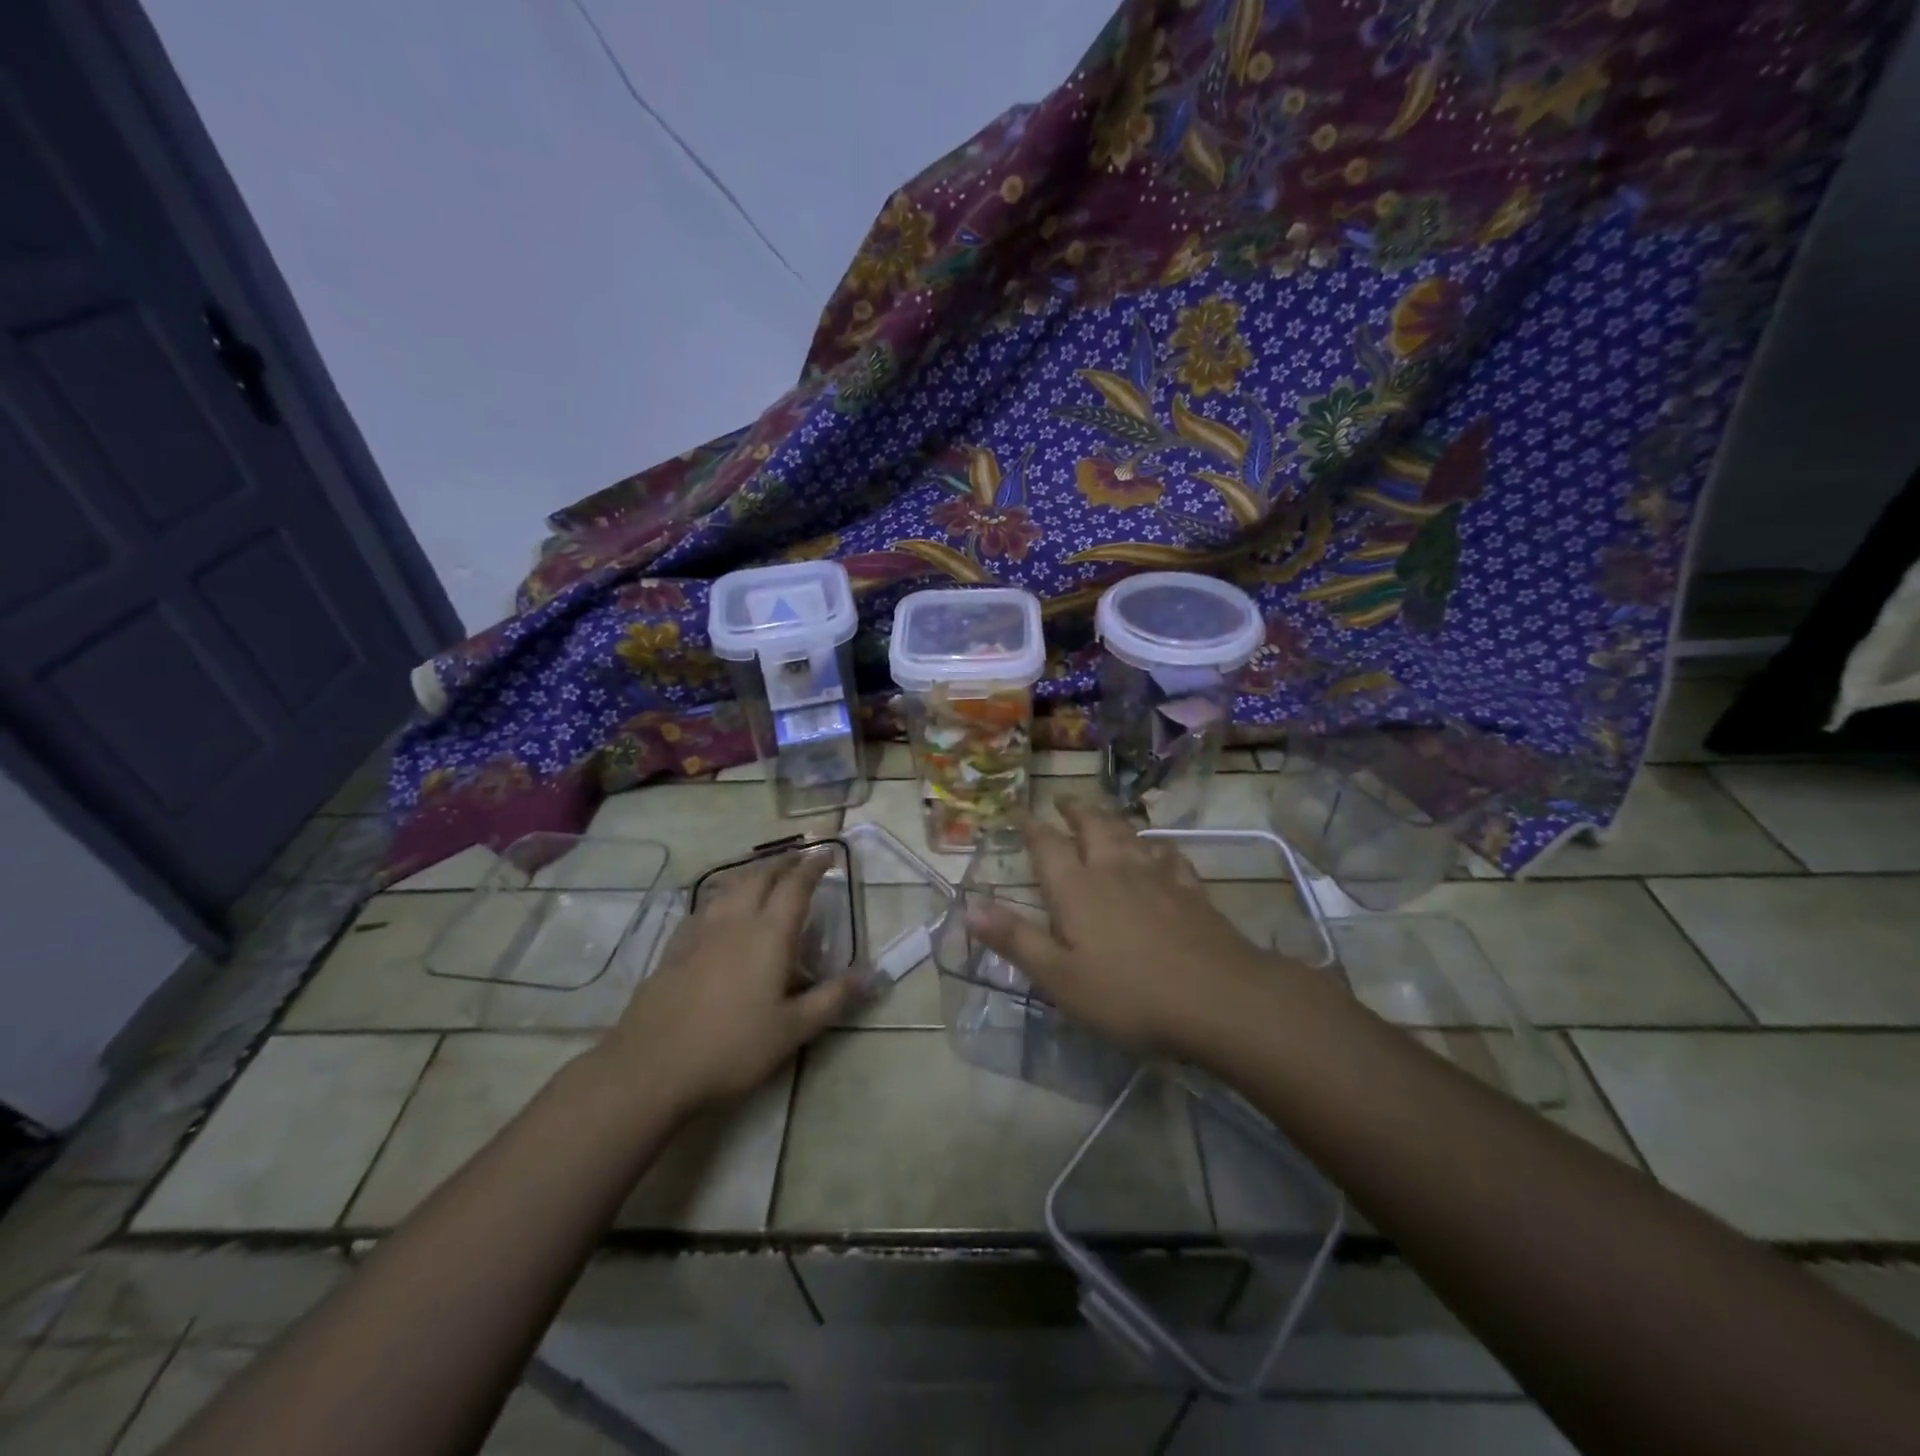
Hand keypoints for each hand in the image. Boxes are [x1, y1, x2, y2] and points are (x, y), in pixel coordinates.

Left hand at [601, 848, 859, 1111]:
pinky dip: (721, 895)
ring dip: (751, 873)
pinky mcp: (674, 950)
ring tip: (763, 874)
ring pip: (729, 887)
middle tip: (798, 858)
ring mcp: (699, 933)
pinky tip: (719, 909)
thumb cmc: (732, 1048)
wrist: (651, 1068)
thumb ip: (832, 998)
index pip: (795, 887)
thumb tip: (870, 974)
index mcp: (769, 935)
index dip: (812, 867)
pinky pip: (704, 907)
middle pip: (760, 877)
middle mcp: (735, 922)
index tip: (827, 853)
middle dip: (782, 862)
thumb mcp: (793, 1030)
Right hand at [964, 800, 1293, 1058]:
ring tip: (1102, 814)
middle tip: (1063, 800)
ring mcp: (1157, 876)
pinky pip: (1170, 855)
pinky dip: (1157, 847)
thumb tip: (969, 907)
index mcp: (1077, 888)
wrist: (1218, 999)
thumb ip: (1016, 939)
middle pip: (1091, 826)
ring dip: (1111, 819)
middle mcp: (1114, 869)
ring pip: (1129, 834)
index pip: (1047, 845)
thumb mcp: (1059, 977)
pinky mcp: (1191, 890)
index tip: (1019, 811)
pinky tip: (1158, 850)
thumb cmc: (1128, 994)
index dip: (1031, 826)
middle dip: (1074, 810)